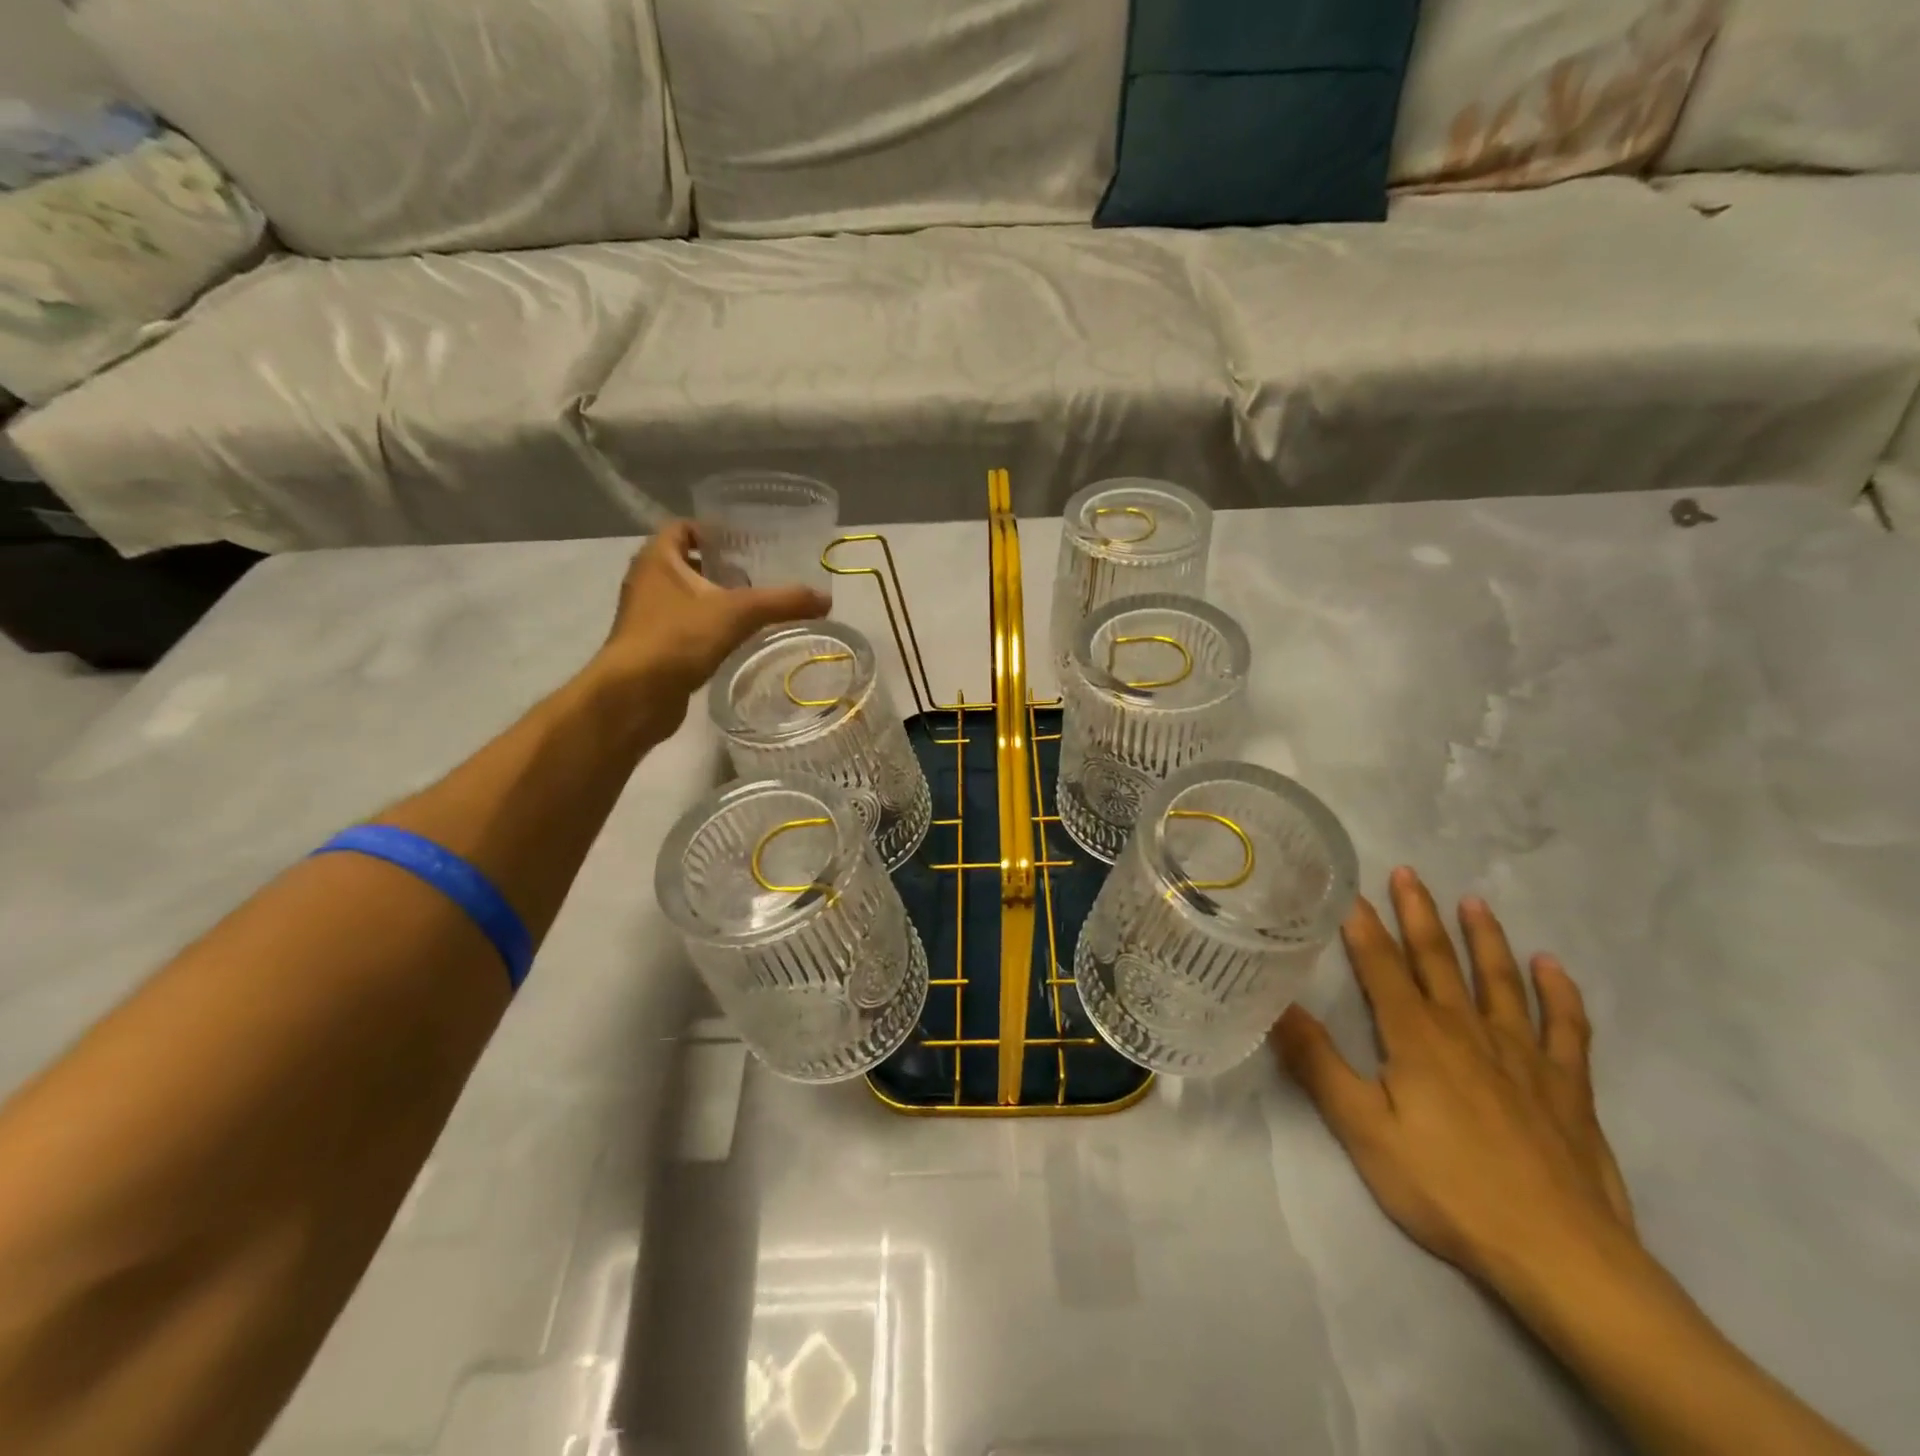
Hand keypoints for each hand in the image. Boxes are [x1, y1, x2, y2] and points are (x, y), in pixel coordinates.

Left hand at [594, 520, 829, 718]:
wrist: (636, 695)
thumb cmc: (679, 638)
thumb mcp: (739, 613)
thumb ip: (783, 602)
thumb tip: (826, 599)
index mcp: (657, 559)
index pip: (682, 528)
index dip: (712, 530)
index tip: (745, 543)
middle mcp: (646, 581)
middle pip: (685, 562)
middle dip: (718, 567)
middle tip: (756, 576)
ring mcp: (646, 616)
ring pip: (684, 597)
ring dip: (713, 599)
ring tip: (752, 608)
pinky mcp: (652, 647)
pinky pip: (683, 626)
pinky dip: (707, 627)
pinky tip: (734, 640)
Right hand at [1272, 867, 1634, 1291]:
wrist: (1560, 1255)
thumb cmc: (1448, 1188)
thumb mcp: (1363, 1130)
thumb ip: (1318, 1064)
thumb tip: (1276, 1005)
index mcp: (1417, 1038)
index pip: (1382, 967)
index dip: (1363, 927)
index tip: (1349, 890)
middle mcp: (1468, 1031)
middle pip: (1438, 960)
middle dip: (1419, 914)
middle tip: (1409, 873)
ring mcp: (1523, 1056)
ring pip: (1500, 982)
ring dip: (1486, 939)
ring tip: (1475, 902)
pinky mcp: (1567, 1086)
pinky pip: (1565, 1028)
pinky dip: (1559, 994)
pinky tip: (1553, 967)